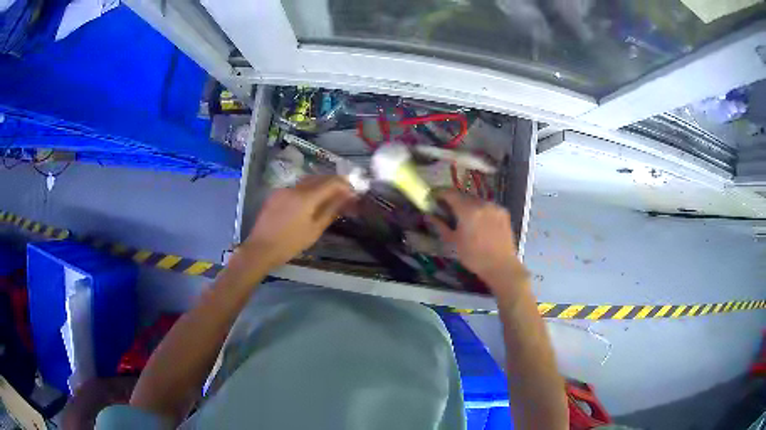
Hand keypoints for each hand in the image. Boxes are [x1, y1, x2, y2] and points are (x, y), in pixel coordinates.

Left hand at [243, 175, 354, 268]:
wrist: (261, 248)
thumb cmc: (290, 243)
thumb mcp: (314, 230)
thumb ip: (331, 210)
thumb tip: (347, 197)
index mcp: (306, 197)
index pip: (331, 182)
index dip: (344, 184)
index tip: (353, 191)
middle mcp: (295, 188)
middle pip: (319, 178)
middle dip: (333, 182)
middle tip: (344, 192)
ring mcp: (283, 189)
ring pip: (307, 181)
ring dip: (320, 185)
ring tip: (328, 196)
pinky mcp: (275, 194)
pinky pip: (296, 187)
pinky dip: (307, 190)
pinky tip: (309, 201)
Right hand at [430, 191, 526, 288]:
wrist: (501, 266)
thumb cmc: (474, 257)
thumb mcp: (453, 242)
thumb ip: (441, 225)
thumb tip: (429, 215)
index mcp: (468, 210)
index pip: (450, 193)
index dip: (440, 194)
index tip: (434, 199)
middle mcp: (482, 203)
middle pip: (464, 195)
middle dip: (454, 200)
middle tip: (448, 210)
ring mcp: (494, 206)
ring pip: (476, 200)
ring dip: (468, 205)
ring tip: (464, 217)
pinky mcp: (503, 212)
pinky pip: (487, 206)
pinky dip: (480, 210)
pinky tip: (479, 222)